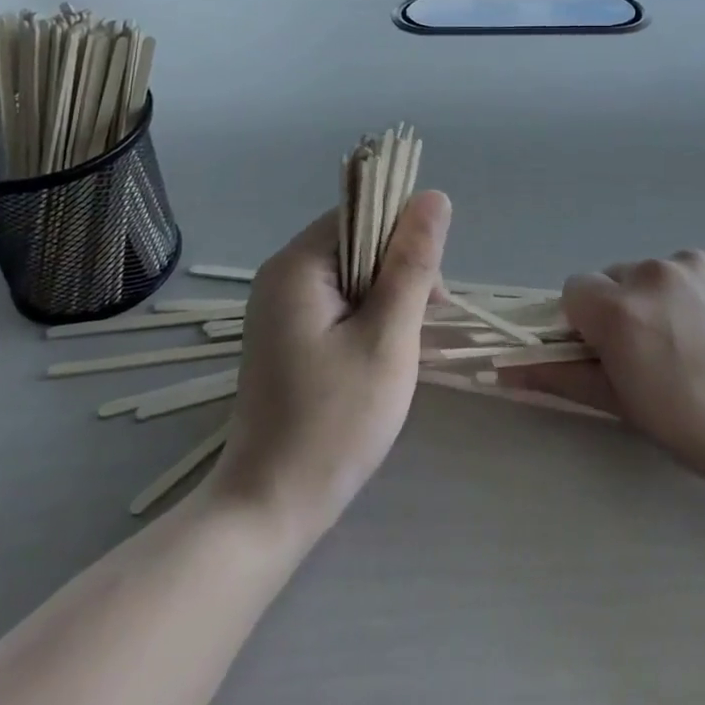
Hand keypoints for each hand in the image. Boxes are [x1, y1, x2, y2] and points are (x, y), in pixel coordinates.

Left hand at [207, 192, 450, 541]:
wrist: (269, 508)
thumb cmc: (334, 422)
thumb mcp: (388, 337)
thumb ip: (412, 264)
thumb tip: (435, 196)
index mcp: (297, 265)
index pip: (362, 214)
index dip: (404, 239)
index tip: (429, 292)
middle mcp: (281, 275)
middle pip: (357, 242)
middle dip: (398, 273)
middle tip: (420, 327)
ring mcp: (279, 307)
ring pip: (352, 275)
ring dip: (387, 299)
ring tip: (401, 348)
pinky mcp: (286, 335)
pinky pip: (338, 303)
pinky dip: (367, 319)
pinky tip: (380, 355)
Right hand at [500, 250, 704, 513]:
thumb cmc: (702, 429)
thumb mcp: (626, 408)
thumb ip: (562, 377)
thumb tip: (504, 368)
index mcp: (620, 310)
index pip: (572, 292)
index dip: (584, 325)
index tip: (609, 355)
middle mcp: (651, 271)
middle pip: (613, 279)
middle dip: (621, 310)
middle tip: (655, 355)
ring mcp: (694, 260)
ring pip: (653, 272)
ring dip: (659, 298)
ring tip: (697, 343)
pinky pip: (691, 267)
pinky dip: (694, 290)